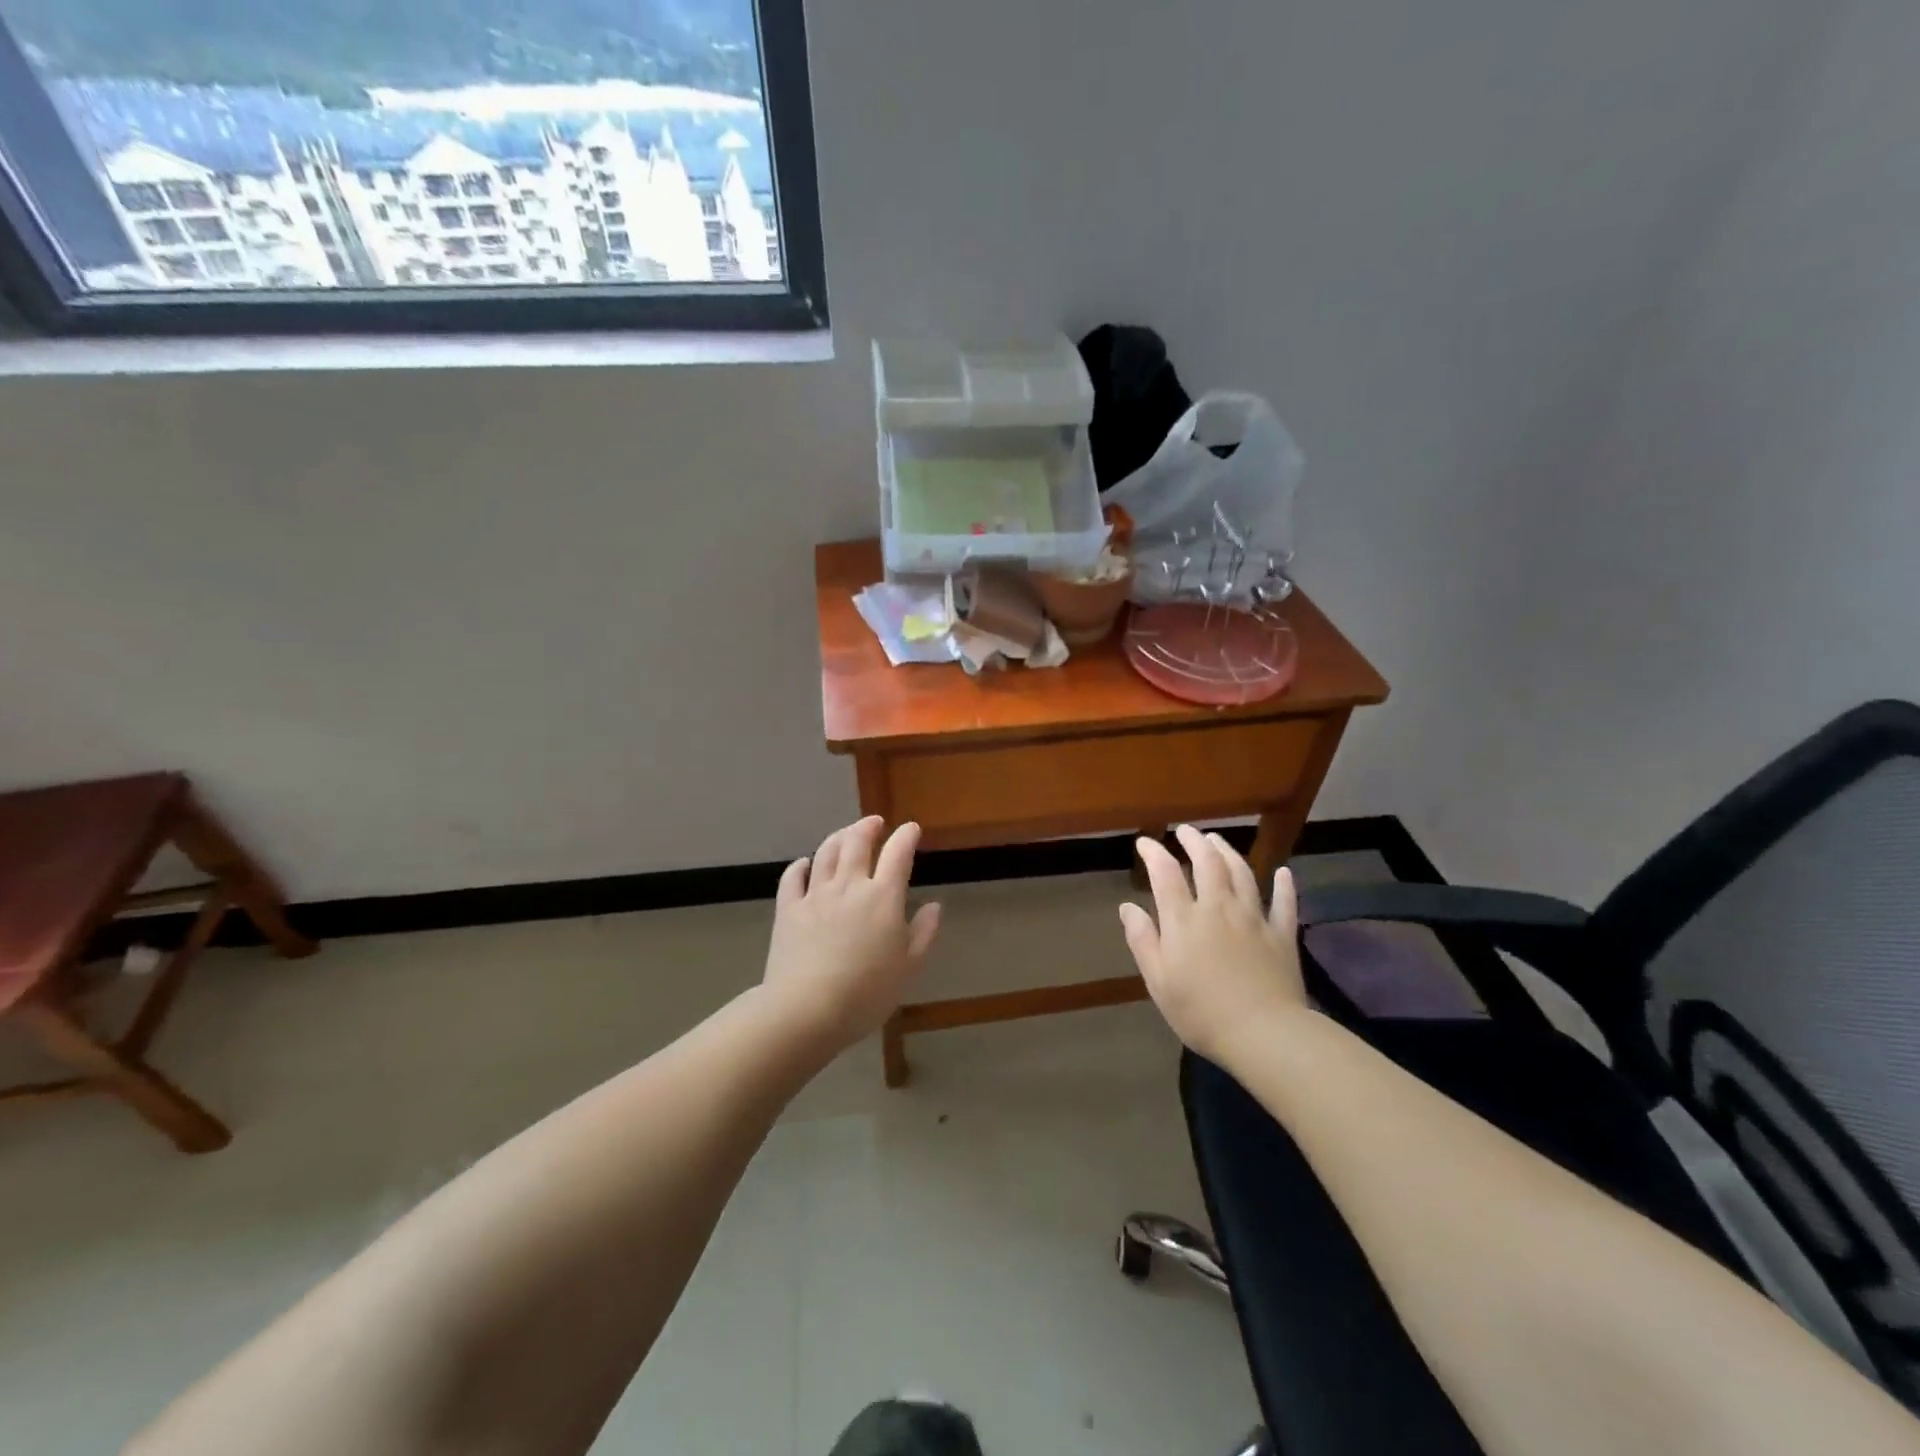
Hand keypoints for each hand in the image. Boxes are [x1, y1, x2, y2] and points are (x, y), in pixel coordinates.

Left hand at [761, 816, 941, 1052]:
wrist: (806, 1009)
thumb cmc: (866, 992)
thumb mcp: (908, 967)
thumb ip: (923, 933)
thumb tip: (934, 907)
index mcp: (883, 897)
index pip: (898, 853)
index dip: (906, 836)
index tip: (911, 829)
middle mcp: (849, 886)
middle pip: (857, 842)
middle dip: (868, 827)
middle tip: (875, 823)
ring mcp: (815, 895)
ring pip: (826, 852)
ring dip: (838, 837)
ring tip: (846, 834)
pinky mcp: (788, 909)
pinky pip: (793, 877)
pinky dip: (801, 865)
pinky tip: (805, 864)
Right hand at [1118, 825, 1306, 1062]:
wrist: (1264, 1034)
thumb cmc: (1202, 1012)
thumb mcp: (1159, 981)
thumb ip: (1143, 940)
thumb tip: (1128, 906)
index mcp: (1185, 920)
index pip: (1166, 874)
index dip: (1154, 853)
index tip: (1145, 842)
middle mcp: (1219, 908)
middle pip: (1208, 863)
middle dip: (1194, 842)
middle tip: (1186, 831)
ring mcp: (1254, 919)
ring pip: (1242, 873)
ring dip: (1228, 852)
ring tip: (1218, 840)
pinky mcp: (1282, 935)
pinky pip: (1284, 903)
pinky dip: (1284, 885)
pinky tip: (1284, 873)